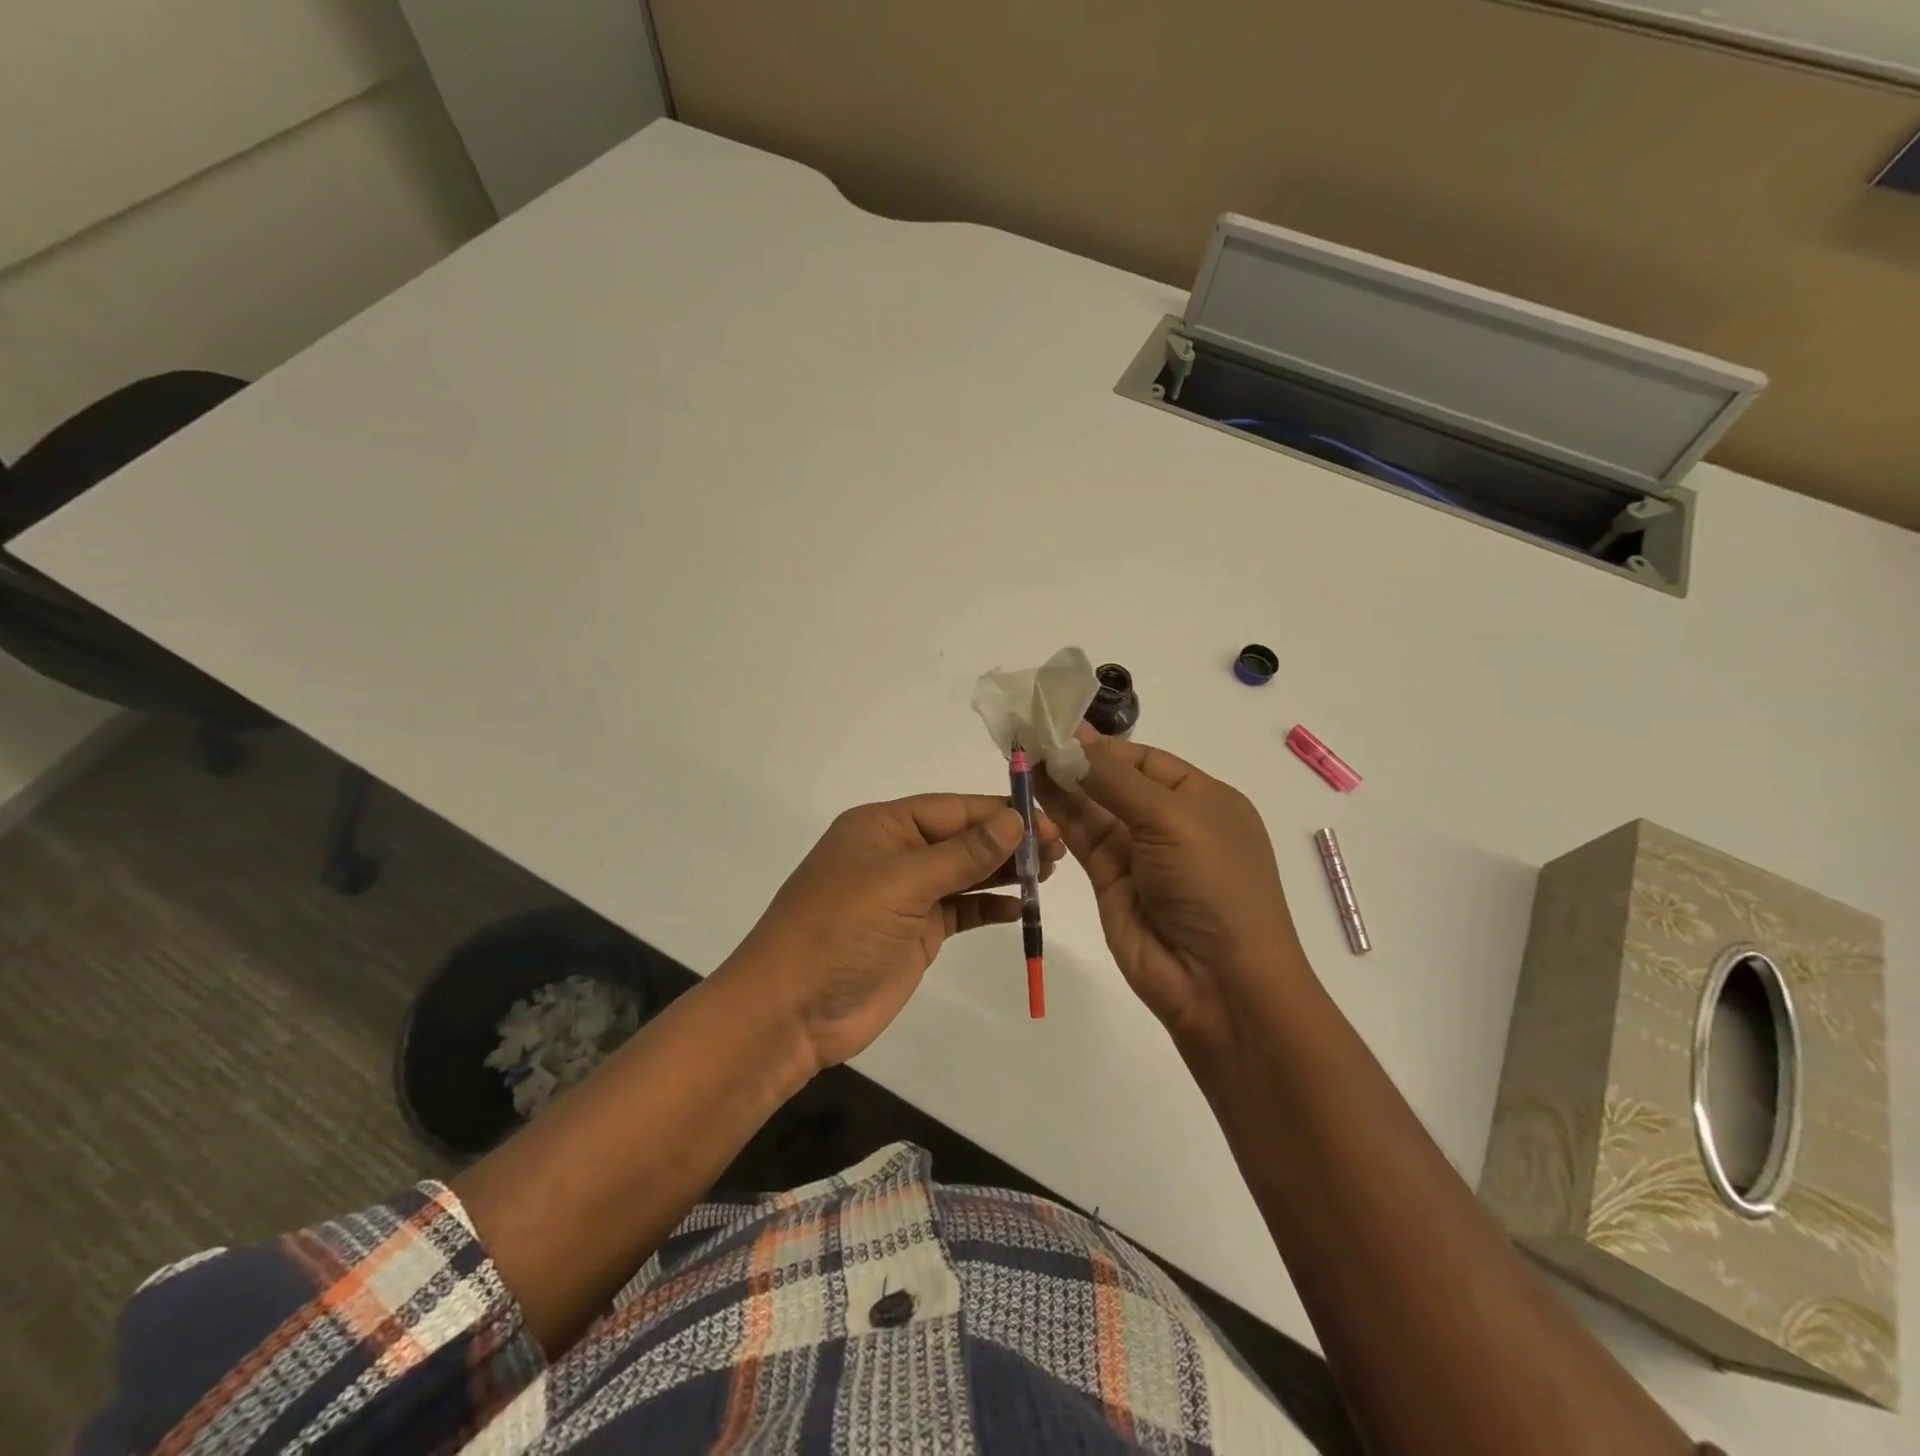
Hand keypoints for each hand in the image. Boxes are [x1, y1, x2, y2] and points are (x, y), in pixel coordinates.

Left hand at [723, 794, 1064, 1073]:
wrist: (791, 1012)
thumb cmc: (840, 931)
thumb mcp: (901, 884)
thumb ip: (961, 854)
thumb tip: (1014, 822)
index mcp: (883, 826)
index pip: (952, 809)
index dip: (999, 813)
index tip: (1047, 821)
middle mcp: (897, 853)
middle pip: (962, 838)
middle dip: (1008, 841)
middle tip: (1060, 849)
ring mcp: (907, 895)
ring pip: (966, 873)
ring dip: (1005, 871)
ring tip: (1052, 871)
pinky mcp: (916, 932)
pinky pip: (962, 910)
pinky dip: (990, 907)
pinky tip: (1022, 907)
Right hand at [1034, 729, 1308, 1059]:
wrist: (1218, 981)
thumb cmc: (1211, 884)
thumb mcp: (1171, 818)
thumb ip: (1115, 779)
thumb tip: (1072, 744)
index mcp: (1203, 798)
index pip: (1145, 759)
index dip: (1103, 744)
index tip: (1057, 729)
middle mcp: (1170, 822)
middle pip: (1115, 781)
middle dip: (1076, 761)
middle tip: (1029, 738)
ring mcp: (1140, 853)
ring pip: (1093, 808)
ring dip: (1060, 784)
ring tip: (1021, 757)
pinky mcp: (1111, 881)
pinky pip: (1082, 839)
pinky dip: (1058, 816)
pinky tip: (1031, 791)